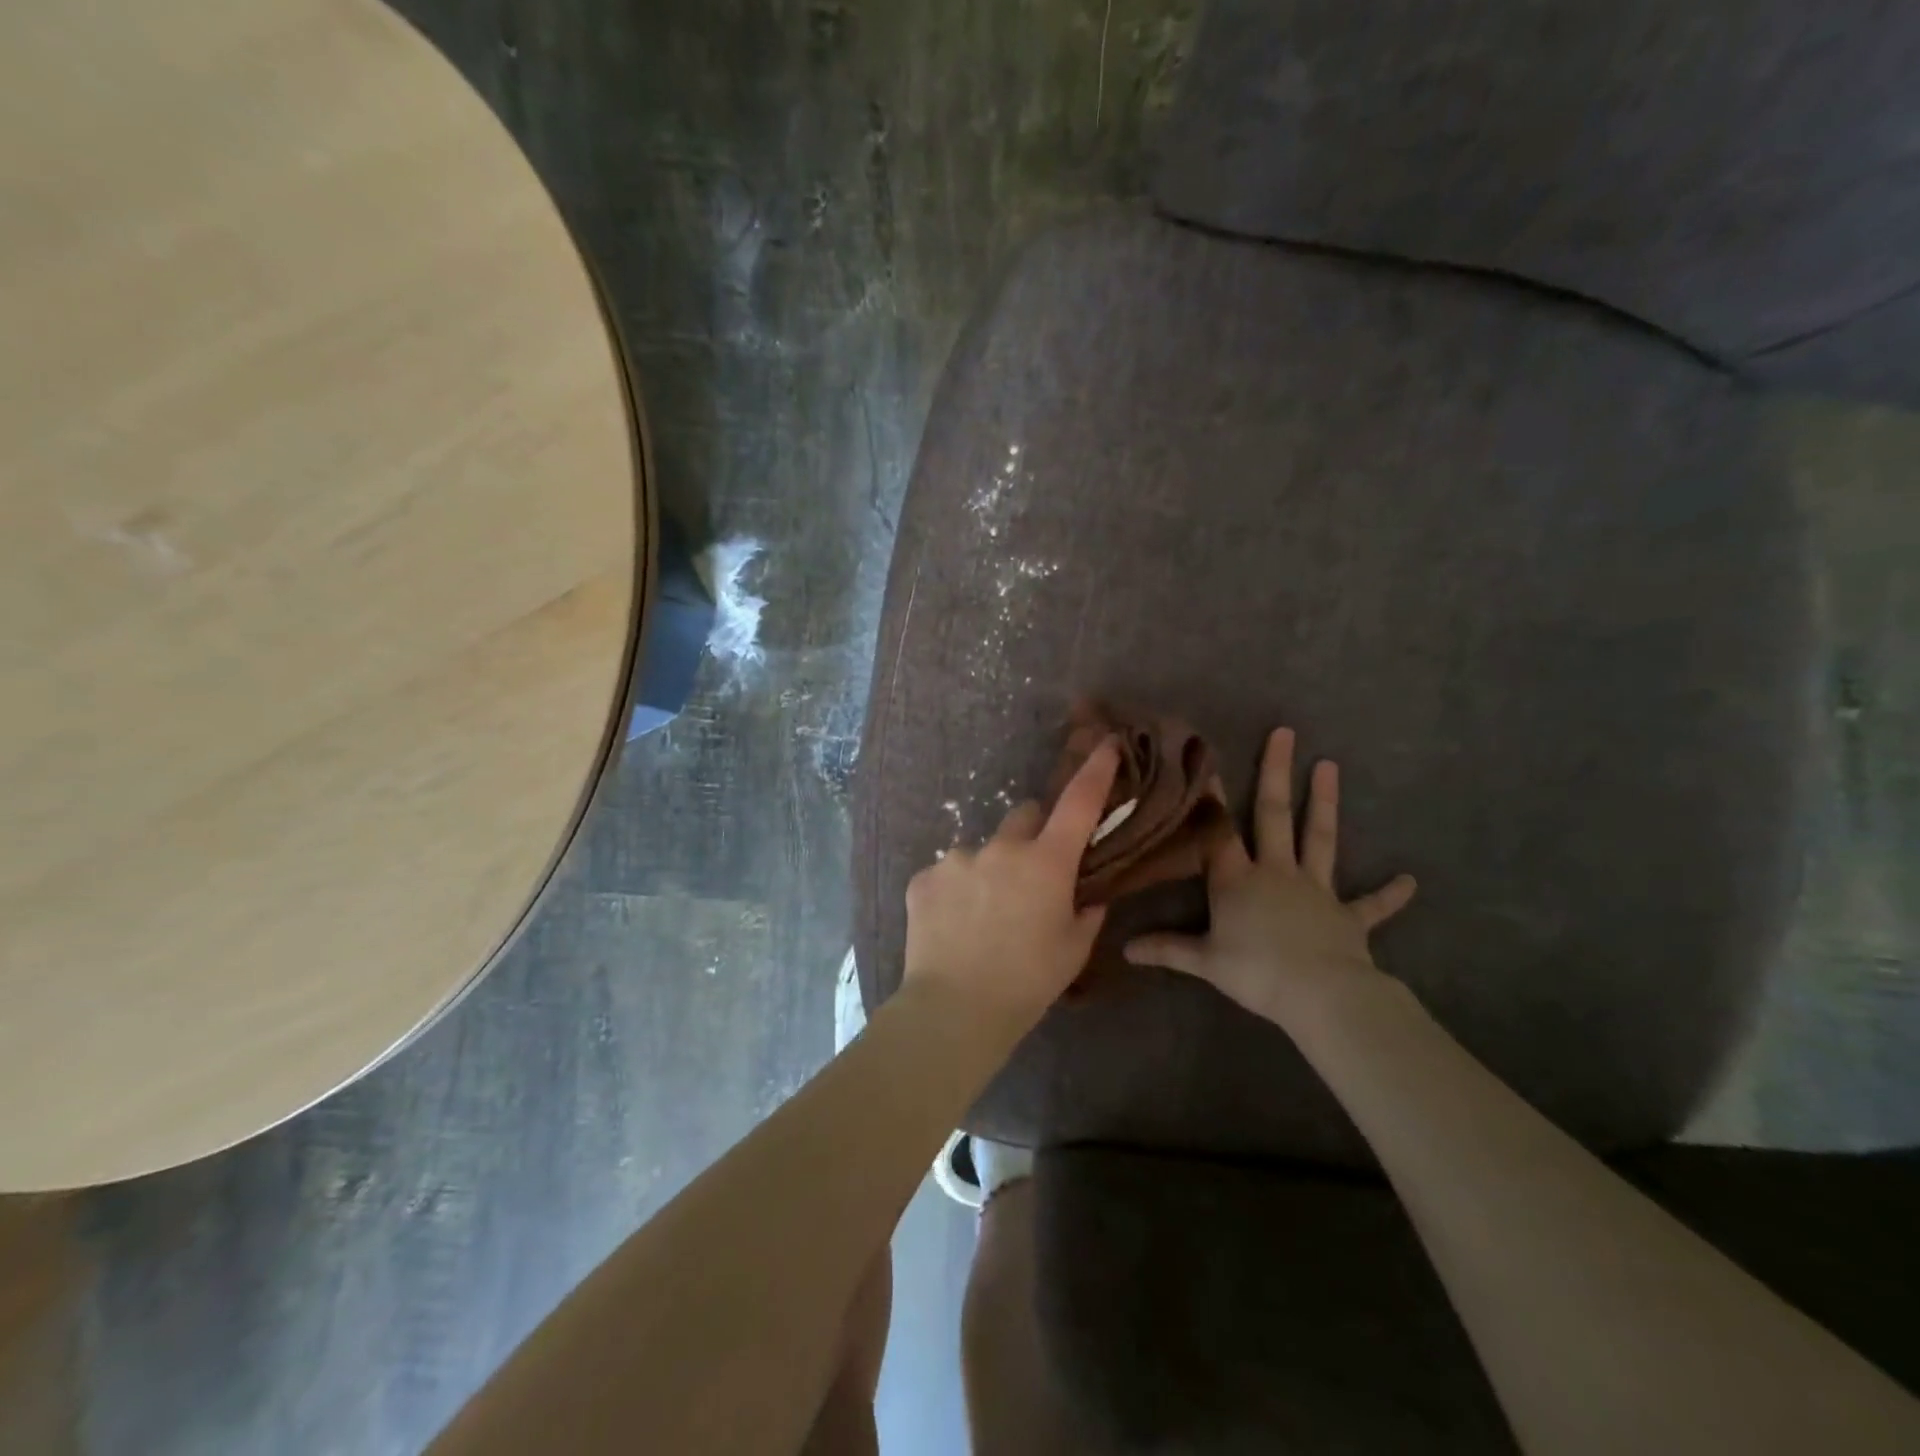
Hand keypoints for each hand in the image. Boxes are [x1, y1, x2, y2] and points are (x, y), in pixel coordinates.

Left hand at [901, 741, 1120, 1036]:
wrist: (954, 1009)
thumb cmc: (1027, 982)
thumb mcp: (1073, 950)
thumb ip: (1087, 912)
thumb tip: (1088, 895)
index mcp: (1046, 862)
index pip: (1078, 803)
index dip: (1094, 770)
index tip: (1104, 743)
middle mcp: (1001, 847)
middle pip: (1024, 816)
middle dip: (1033, 834)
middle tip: (1031, 875)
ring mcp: (957, 858)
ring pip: (983, 849)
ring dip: (989, 869)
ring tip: (983, 916)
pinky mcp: (923, 877)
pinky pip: (947, 872)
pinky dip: (955, 889)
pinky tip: (953, 924)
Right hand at [1124, 727, 1416, 1030]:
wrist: (1320, 994)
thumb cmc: (1255, 971)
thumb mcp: (1204, 961)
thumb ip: (1166, 950)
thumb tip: (1125, 949)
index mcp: (1237, 879)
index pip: (1218, 831)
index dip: (1211, 797)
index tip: (1208, 760)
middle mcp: (1276, 872)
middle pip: (1274, 815)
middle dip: (1277, 773)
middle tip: (1285, 733)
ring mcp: (1316, 890)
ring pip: (1321, 839)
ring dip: (1325, 803)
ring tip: (1330, 766)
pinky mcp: (1348, 916)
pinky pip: (1372, 904)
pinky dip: (1390, 894)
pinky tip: (1411, 881)